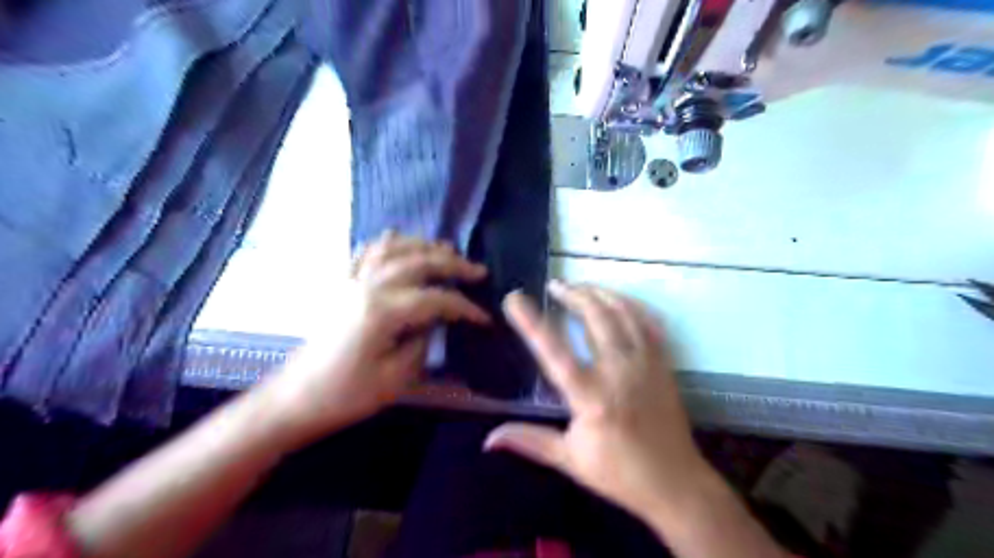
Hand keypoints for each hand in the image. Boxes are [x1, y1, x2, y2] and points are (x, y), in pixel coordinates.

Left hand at [264, 231, 487, 440]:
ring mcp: (352, 282)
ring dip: (424, 245)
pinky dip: (384, 243)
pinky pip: (364, 253)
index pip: (437, 299)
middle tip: (478, 271)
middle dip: (453, 265)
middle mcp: (369, 287)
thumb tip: (434, 322)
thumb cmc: (347, 394)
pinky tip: (395, 239)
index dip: (465, 307)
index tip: (484, 318)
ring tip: (447, 249)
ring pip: (393, 249)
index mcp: (383, 311)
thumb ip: (422, 343)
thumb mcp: (395, 379)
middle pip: (418, 262)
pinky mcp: (341, 285)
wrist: (296, 398)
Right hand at [489, 284, 705, 517]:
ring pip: (623, 313)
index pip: (554, 351)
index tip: (513, 299)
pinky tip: (615, 300)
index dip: (531, 322)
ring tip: (579, 286)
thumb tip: (488, 439)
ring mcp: (646, 363)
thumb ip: (529, 440)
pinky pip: (647, 322)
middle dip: (573, 295)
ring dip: (600, 294)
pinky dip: (629, 304)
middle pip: (595, 318)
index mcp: (591, 397)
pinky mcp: (663, 363)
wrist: (675, 483)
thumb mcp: (569, 459)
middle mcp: (619, 371)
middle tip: (554, 285)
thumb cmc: (619, 473)